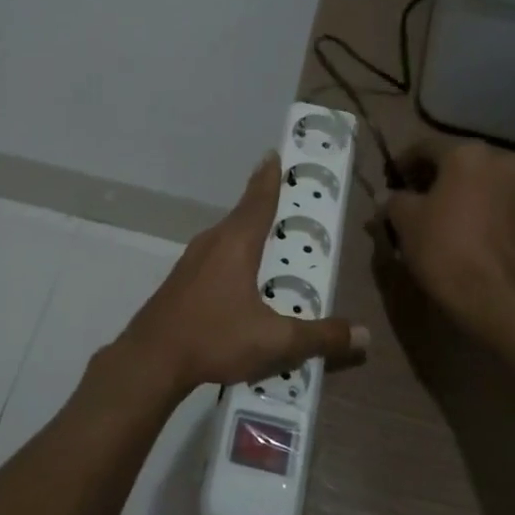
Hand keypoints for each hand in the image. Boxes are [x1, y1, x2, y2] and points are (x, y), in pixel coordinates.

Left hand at [119, 153, 366, 397]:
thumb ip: (320, 337)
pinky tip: (242, 281)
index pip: (258, 201)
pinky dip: (233, 257)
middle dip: (264, 206)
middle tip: (288, 203)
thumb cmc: (214, 338)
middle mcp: (211, 243)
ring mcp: (191, 262)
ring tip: (270, 242)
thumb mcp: (275, 341)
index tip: (273, 154)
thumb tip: (363, 335)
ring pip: (226, 238)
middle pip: (242, 216)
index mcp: (236, 244)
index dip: (269, 178)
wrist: (150, 360)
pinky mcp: (180, 282)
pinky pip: (215, 258)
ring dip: (248, 234)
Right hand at [382, 140, 514, 339]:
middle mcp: (501, 160)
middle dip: (432, 179)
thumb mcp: (405, 221)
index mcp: (467, 153)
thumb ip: (393, 200)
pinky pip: (496, 202)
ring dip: (456, 194)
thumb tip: (388, 196)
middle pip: (456, 163)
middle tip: (410, 201)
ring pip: (479, 182)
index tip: (389, 183)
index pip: (424, 148)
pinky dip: (477, 209)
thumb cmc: (445, 249)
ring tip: (435, 218)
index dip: (401, 164)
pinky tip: (461, 231)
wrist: (498, 298)